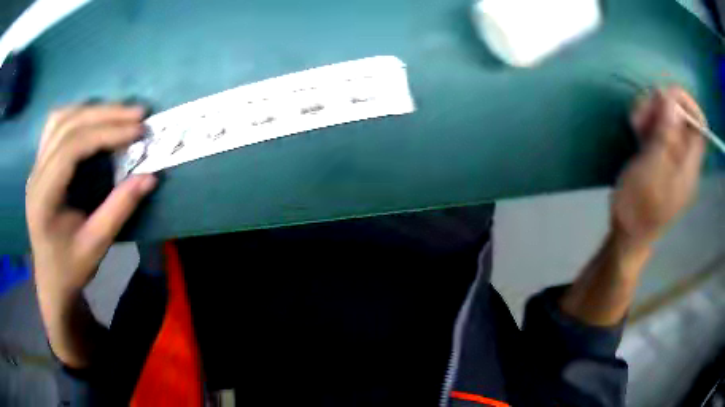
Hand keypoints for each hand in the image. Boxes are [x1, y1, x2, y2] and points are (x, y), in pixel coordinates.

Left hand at [26, 105, 156, 307]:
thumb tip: (150, 177)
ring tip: (119, 113)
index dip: (106, 133)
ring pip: (61, 119)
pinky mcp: (40, 163)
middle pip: (68, 126)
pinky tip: (93, 119)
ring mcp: (36, 166)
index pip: (72, 147)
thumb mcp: (97, 246)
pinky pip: (56, 125)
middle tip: (138, 114)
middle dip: (105, 115)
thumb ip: (120, 209)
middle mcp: (36, 174)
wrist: (51, 280)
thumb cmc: (71, 268)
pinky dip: (78, 115)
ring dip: (92, 110)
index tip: (138, 131)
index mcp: (44, 197)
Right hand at [612, 87, 705, 247]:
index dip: (685, 102)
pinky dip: (649, 122)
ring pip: (669, 120)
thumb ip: (665, 138)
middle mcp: (685, 159)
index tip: (662, 96)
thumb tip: (673, 101)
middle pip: (682, 117)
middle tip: (640, 113)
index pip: (699, 124)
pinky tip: (636, 127)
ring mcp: (673, 158)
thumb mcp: (651, 173)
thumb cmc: (638, 209)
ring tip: (634, 122)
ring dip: (652, 112)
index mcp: (689, 166)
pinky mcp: (661, 157)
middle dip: (662, 106)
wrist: (628, 236)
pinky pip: (660, 129)